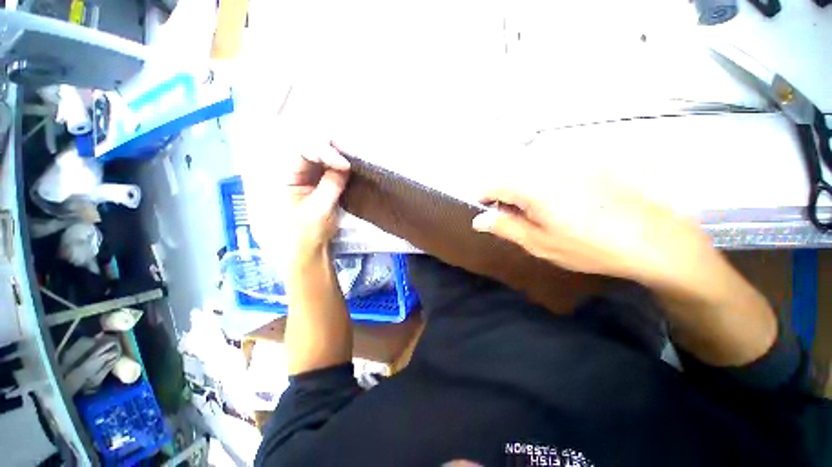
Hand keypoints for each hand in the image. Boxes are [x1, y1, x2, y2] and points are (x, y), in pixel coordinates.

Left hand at [282, 141, 349, 259]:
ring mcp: (298, 179)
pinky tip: (345, 170)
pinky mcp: (309, 186)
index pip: (302, 152)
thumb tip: (345, 165)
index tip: (346, 165)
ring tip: (350, 161)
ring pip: (316, 159)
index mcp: (280, 177)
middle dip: (330, 150)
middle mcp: (287, 172)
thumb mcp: (319, 210)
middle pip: (308, 150)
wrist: (301, 256)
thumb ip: (332, 185)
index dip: (325, 153)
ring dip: (334, 159)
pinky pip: (322, 171)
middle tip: (350, 154)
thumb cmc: (304, 235)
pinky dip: (334, 169)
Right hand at [472, 174, 715, 290]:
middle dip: (503, 195)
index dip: (482, 198)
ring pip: (528, 170)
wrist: (654, 239)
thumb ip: (505, 227)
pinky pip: (549, 168)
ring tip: (535, 213)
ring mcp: (569, 161)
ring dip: (522, 189)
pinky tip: (557, 202)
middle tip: (512, 218)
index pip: (491, 183)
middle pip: (509, 174)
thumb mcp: (539, 243)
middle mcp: (548, 165)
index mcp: (532, 185)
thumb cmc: (589, 246)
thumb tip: (479, 220)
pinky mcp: (586, 163)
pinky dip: (542, 183)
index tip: (485, 213)